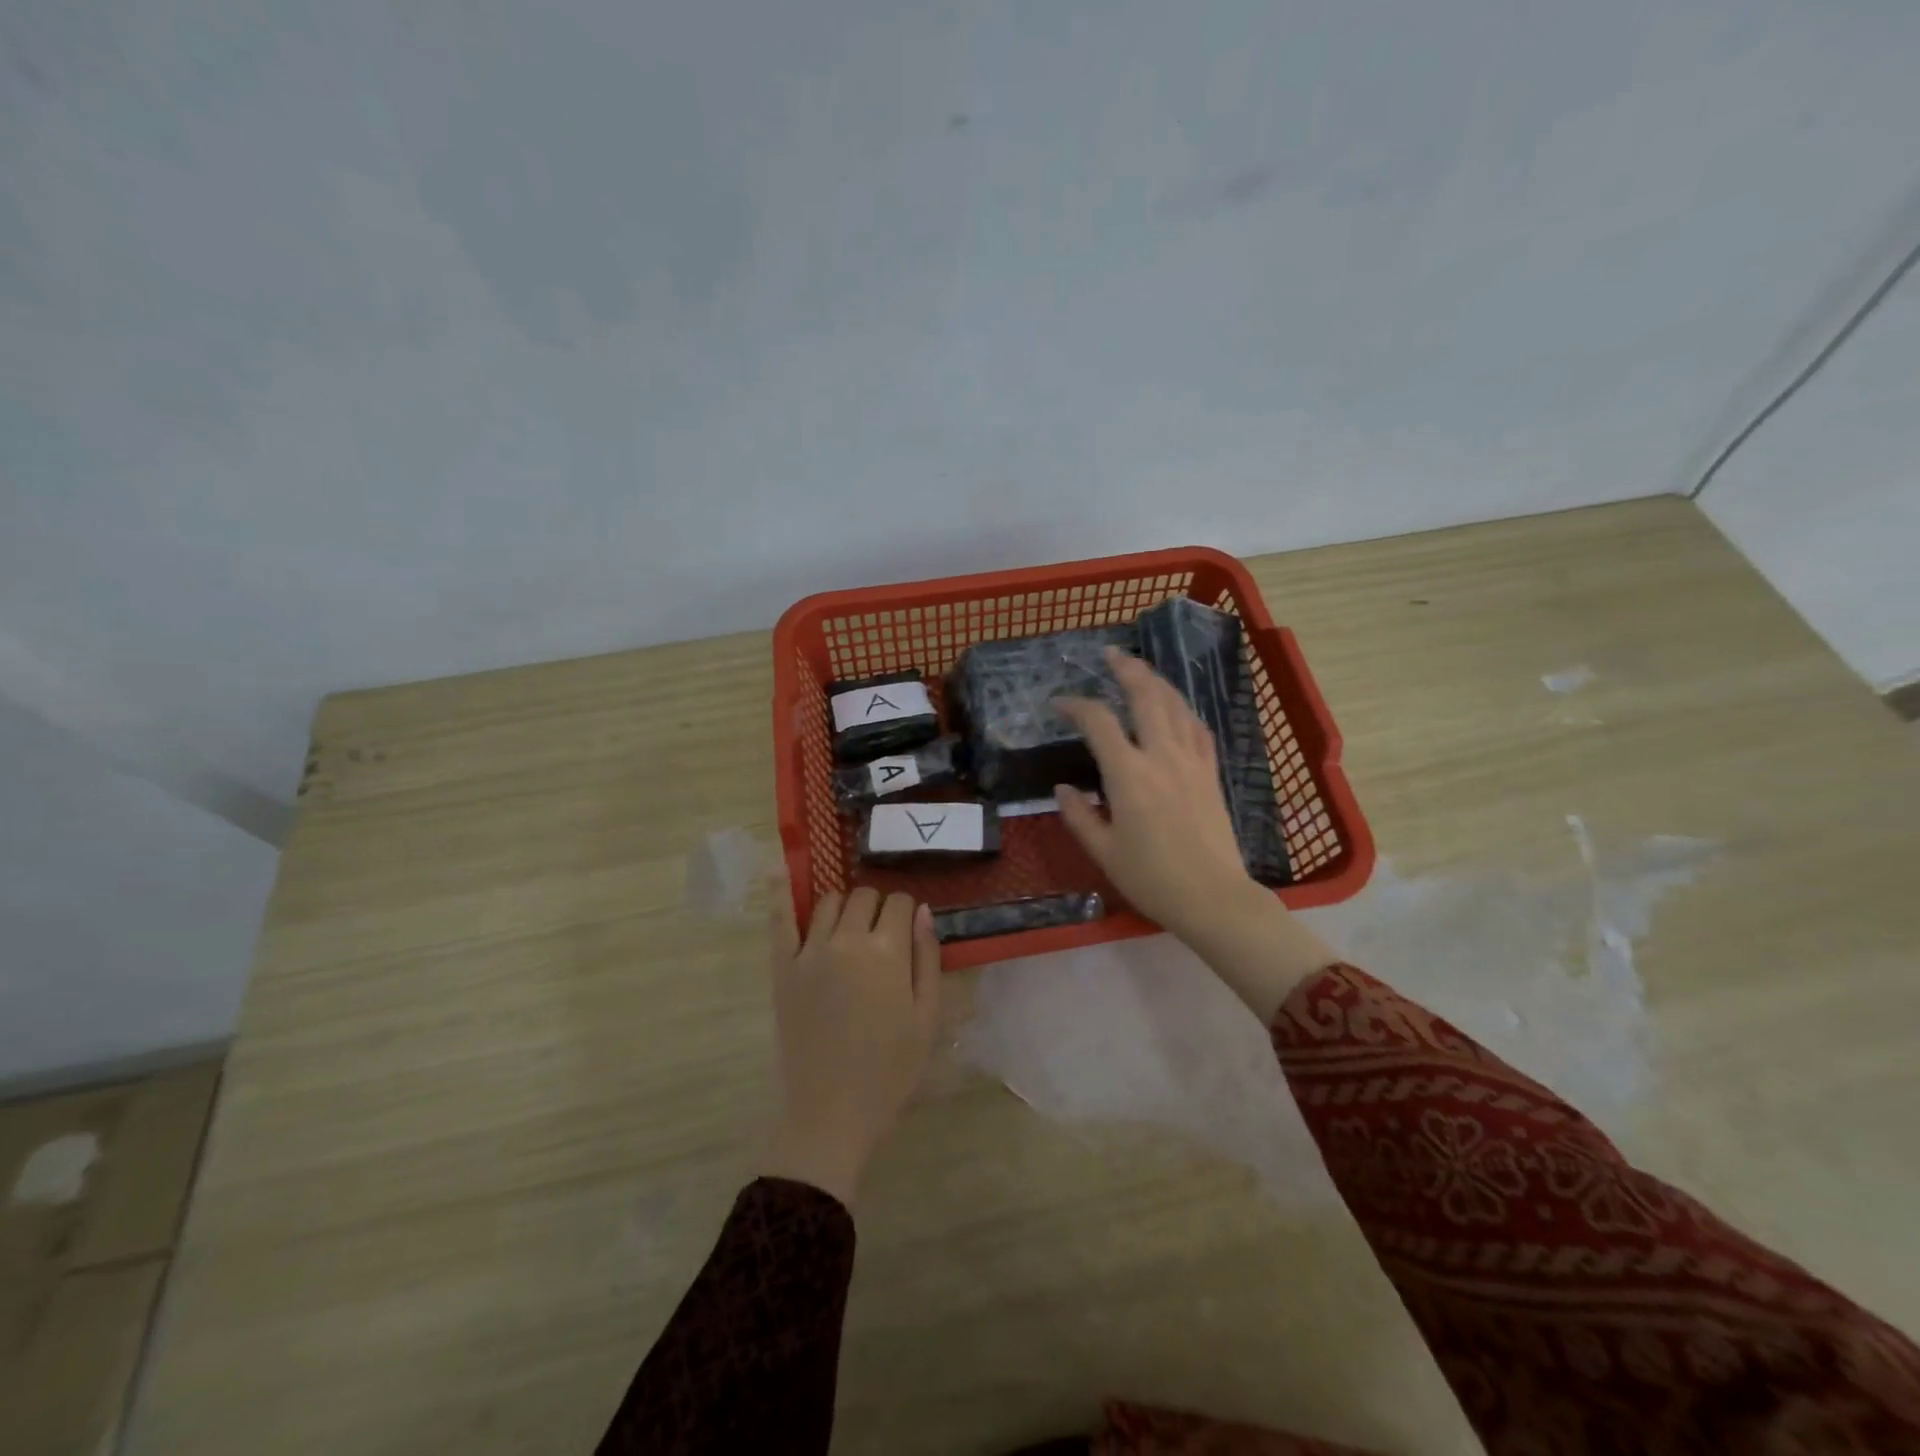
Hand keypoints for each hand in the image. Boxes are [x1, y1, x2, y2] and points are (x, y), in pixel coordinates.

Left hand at [761, 885, 941, 1207]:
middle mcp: (846, 940)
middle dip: (878, 907)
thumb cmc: (890, 1070)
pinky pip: (778, 920)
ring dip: (844, 906)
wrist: (832, 1113)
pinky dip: (779, 891)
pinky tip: (781, 869)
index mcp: (886, 951)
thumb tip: (921, 911)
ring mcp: (809, 952)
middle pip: (863, 896)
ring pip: (828, 901)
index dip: (907, 912)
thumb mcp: (927, 1017)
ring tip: (850, 927)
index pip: (898, 902)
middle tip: (882, 936)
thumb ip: (927, 958)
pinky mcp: (782, 968)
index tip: (907, 932)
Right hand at [1052, 647, 1261, 943]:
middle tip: (1111, 654)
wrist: (1213, 898)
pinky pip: (1198, 728)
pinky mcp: (1211, 772)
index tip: (1059, 705)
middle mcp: (1162, 756)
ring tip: (1140, 669)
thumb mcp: (1103, 852)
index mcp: (1129, 775)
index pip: (1099, 723)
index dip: (1076, 706)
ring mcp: (1192, 761)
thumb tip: (1062, 788)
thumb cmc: (1152, 878)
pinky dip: (1183, 709)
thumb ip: (1079, 815)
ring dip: (1156, 681)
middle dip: (1127, 669)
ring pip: (1175, 705)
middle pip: (1146, 696)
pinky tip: (1176, 706)